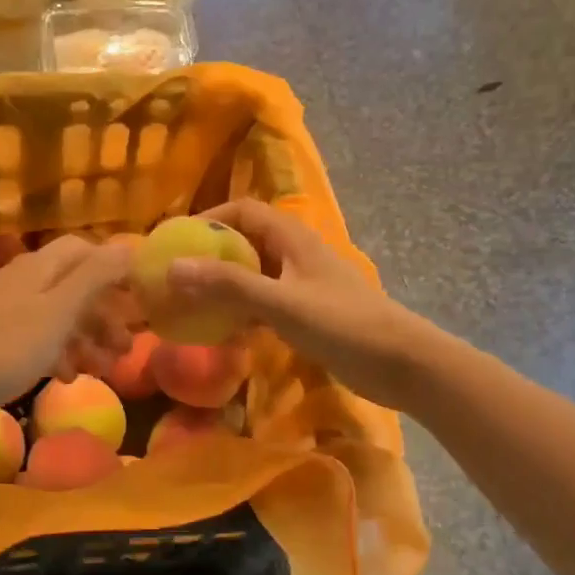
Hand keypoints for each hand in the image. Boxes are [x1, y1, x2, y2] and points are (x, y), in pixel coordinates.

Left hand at [0, 235, 133, 419]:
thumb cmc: (8, 345)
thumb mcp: (60, 310)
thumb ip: (95, 276)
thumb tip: (129, 244)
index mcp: (41, 267)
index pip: (85, 250)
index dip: (114, 269)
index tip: (139, 297)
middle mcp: (26, 281)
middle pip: (75, 286)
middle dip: (105, 314)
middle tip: (128, 346)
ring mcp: (9, 311)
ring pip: (59, 316)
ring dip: (87, 338)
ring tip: (107, 368)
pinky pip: (39, 339)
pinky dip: (59, 353)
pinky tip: (68, 378)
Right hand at [164, 200, 429, 409]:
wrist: (402, 363)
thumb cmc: (343, 324)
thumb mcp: (280, 303)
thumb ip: (228, 285)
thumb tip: (172, 268)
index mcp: (292, 238)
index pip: (243, 210)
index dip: (208, 218)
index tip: (176, 240)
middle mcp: (296, 254)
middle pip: (246, 242)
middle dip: (211, 255)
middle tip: (177, 277)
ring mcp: (303, 285)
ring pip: (254, 275)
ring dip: (224, 286)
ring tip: (191, 304)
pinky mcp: (308, 314)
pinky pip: (265, 304)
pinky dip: (242, 312)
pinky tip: (224, 332)